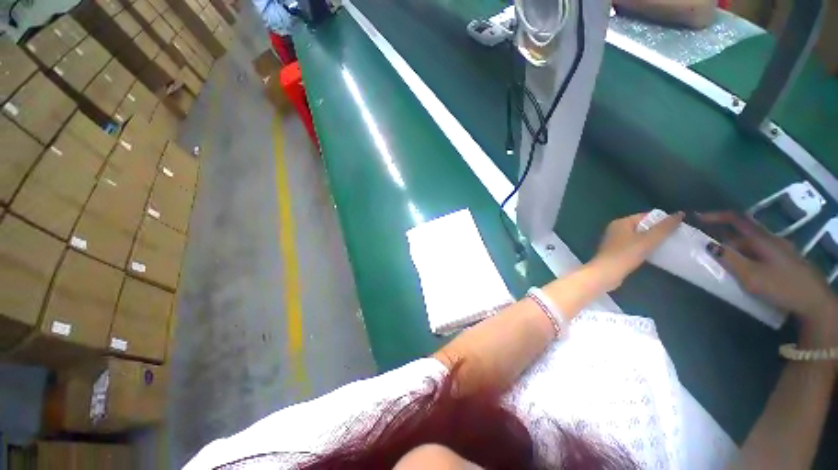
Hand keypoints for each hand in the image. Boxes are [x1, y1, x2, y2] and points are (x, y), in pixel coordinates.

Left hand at [591, 212, 684, 290]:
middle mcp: (615, 229)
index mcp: (620, 222)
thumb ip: (665, 227)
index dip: (661, 220)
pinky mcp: (615, 252)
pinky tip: (653, 254)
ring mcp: (613, 241)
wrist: (606, 272)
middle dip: (657, 231)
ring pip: (637, 237)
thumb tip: (680, 213)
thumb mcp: (649, 239)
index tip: (677, 227)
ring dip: (650, 240)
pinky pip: (633, 246)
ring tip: (667, 246)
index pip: (644, 216)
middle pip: (641, 226)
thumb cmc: (626, 254)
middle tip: (674, 237)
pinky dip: (643, 248)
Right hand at [698, 212, 837, 326]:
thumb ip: (729, 259)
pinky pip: (760, 254)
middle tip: (711, 258)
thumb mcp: (752, 276)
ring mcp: (781, 250)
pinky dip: (747, 259)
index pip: (736, 219)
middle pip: (742, 235)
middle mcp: (772, 240)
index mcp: (762, 239)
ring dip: (736, 253)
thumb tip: (709, 245)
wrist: (816, 303)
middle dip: (724, 243)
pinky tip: (747, 273)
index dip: (716, 216)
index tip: (697, 217)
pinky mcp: (785, 261)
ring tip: (727, 269)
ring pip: (752, 246)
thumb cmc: (783, 286)